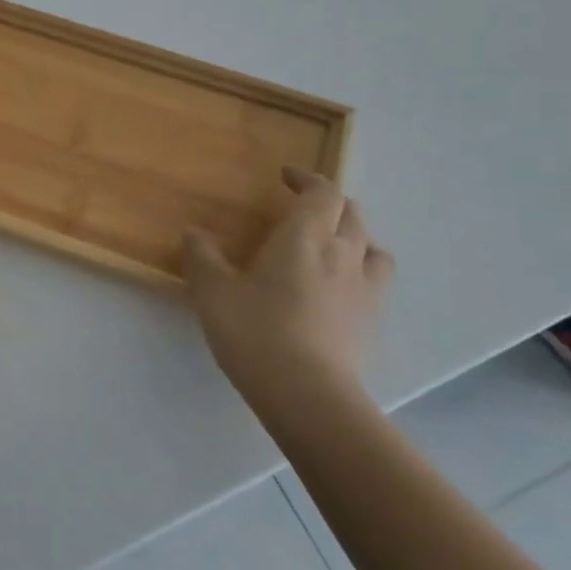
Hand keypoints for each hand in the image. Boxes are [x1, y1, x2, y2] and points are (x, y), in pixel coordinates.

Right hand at [183, 166, 394, 405]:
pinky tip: (340, 287)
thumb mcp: (212, 291)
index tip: (285, 176)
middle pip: (350, 213)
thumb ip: (202, 256)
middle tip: (302, 206)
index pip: (321, 192)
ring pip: (371, 246)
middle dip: (327, 202)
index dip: (306, 179)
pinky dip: (361, 270)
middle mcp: (342, 253)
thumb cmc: (255, 331)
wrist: (307, 393)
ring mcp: (364, 288)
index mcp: (304, 237)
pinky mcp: (372, 319)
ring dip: (353, 235)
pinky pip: (375, 279)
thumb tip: (195, 232)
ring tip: (330, 244)